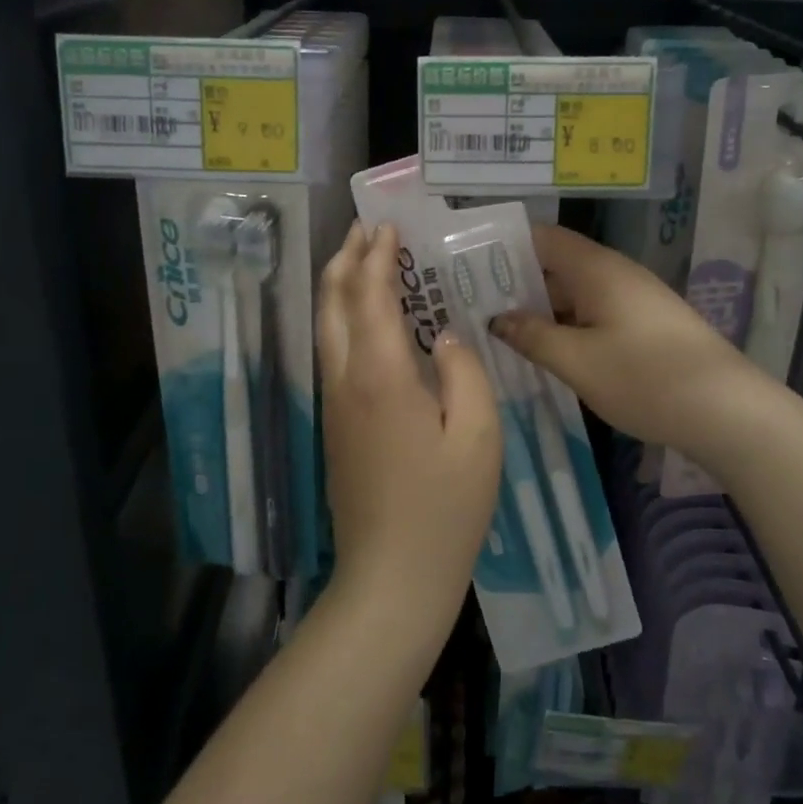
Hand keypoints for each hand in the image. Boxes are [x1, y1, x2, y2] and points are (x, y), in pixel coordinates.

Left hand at [318, 223, 501, 636]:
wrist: (392, 577)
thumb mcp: (477, 435)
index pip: (371, 296)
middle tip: (365, 229)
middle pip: (333, 303)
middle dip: (346, 259)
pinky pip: (333, 352)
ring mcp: (334, 404)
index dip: (378, 257)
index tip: (389, 226)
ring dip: (340, 286)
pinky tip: (367, 320)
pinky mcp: (335, 425)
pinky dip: (344, 318)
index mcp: (380, 374)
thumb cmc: (445, 507)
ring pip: (326, 327)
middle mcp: (345, 379)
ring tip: (361, 260)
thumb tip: (443, 335)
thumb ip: (464, 371)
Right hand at [491, 225, 761, 460]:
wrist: (728, 410)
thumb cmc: (645, 377)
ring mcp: (633, 299)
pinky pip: (594, 312)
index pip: (542, 237)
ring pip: (575, 291)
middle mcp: (615, 273)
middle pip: (556, 264)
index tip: (469, 265)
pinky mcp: (645, 324)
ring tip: (499, 329)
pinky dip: (566, 324)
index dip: (505, 245)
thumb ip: (533, 336)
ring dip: (541, 307)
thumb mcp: (577, 361)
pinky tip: (546, 349)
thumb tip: (499, 318)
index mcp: (596, 269)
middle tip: (474, 304)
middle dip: (516, 281)